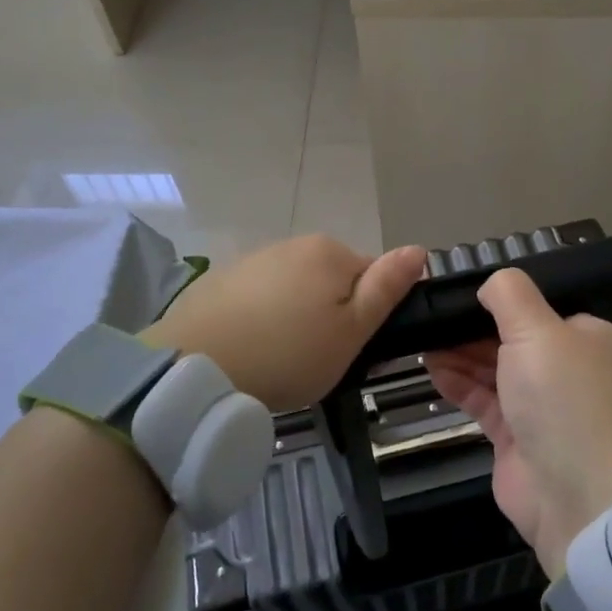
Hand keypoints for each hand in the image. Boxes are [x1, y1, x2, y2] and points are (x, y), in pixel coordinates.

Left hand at [142, 235, 426, 411]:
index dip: (367, 316)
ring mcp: (253, 260)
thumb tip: (418, 249)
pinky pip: (259, 298)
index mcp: (330, 252)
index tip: (352, 350)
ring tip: (281, 359)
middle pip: (331, 280)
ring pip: (294, 289)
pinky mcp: (220, 281)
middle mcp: (292, 244)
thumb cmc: (287, 354)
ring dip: (296, 316)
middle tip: (317, 359)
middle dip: (331, 314)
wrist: (193, 366)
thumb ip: (386, 289)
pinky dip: (262, 318)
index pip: (371, 277)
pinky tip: (250, 349)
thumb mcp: (351, 332)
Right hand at [426, 268, 611, 577]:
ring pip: (494, 370)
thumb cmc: (566, 400)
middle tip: (428, 317)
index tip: (455, 293)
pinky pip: (483, 401)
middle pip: (510, 338)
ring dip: (460, 354)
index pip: (536, 308)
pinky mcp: (516, 439)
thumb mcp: (540, 330)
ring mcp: (540, 407)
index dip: (497, 300)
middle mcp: (565, 368)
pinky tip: (432, 368)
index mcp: (584, 336)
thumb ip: (510, 296)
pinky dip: (458, 384)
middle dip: (471, 328)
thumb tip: (489, 284)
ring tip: (420, 339)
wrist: (584, 501)